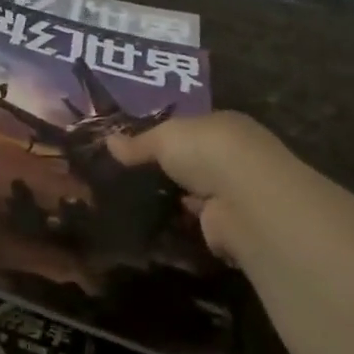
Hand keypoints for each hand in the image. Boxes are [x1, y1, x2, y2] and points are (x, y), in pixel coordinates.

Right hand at [107, 111, 298, 260]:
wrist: (245, 200)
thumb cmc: (207, 151)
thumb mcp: (164, 138)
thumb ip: (138, 143)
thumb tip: (108, 141)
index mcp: (224, 126)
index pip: (193, 128)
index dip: (168, 136)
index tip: (137, 147)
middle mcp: (236, 157)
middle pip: (197, 162)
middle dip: (173, 169)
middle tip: (131, 177)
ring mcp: (236, 193)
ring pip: (199, 193)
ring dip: (179, 199)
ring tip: (137, 204)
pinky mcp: (232, 226)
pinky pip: (201, 223)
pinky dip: (184, 225)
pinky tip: (157, 227)